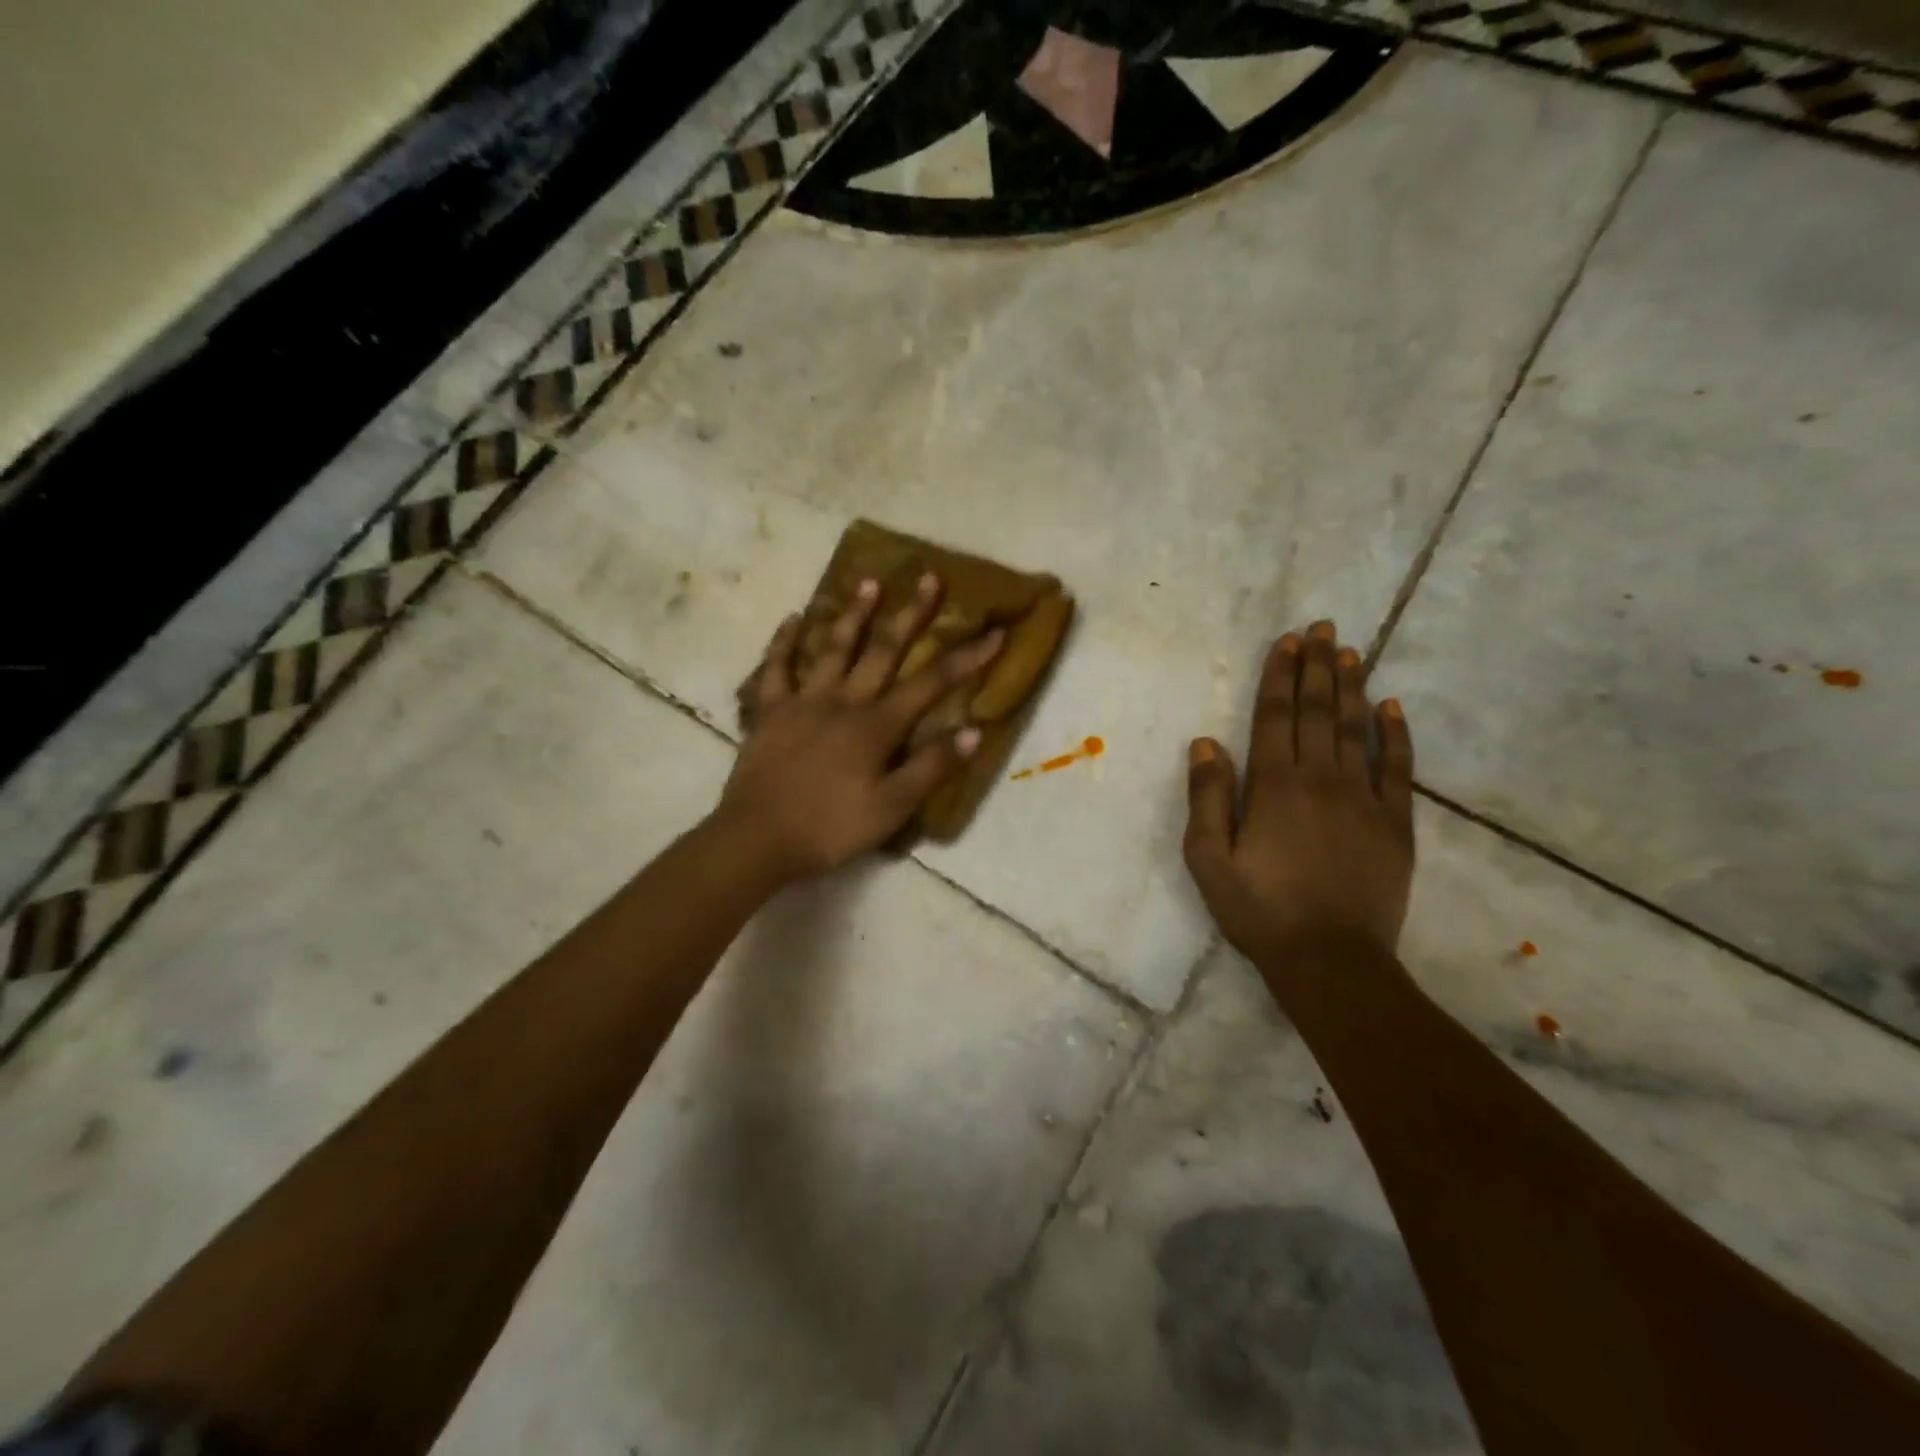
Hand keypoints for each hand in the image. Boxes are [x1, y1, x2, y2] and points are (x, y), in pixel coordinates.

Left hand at [717, 574, 1002, 885]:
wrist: (757, 839)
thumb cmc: (830, 828)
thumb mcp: (891, 808)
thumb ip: (931, 768)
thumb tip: (974, 731)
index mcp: (876, 725)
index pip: (931, 684)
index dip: (966, 658)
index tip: (994, 632)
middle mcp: (843, 701)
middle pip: (883, 650)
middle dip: (911, 614)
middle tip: (928, 577)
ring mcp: (803, 702)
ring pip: (831, 648)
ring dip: (852, 614)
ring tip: (869, 582)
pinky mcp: (769, 712)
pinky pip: (776, 669)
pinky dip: (784, 643)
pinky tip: (792, 620)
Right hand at [1183, 620, 1415, 963]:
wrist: (1331, 960)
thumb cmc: (1259, 910)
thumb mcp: (1209, 859)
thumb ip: (1207, 798)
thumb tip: (1205, 743)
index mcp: (1274, 787)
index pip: (1276, 717)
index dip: (1280, 676)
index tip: (1287, 641)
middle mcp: (1321, 780)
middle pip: (1318, 712)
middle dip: (1317, 667)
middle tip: (1322, 628)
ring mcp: (1364, 800)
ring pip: (1357, 730)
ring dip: (1352, 687)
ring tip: (1350, 652)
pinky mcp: (1396, 824)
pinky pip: (1398, 769)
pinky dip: (1396, 735)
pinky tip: (1393, 708)